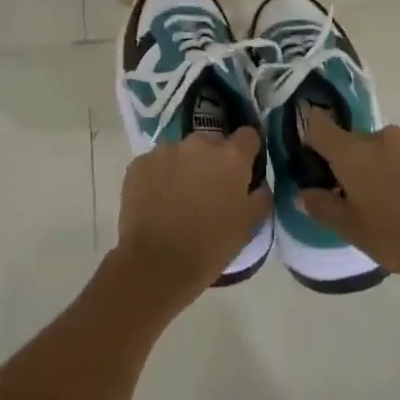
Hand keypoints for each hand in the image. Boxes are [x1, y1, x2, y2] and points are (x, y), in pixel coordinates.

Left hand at [110, 129, 272, 315]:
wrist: (156, 264)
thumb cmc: (210, 246)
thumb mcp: (249, 224)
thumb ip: (260, 195)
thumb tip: (259, 184)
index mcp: (231, 156)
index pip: (248, 135)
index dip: (248, 151)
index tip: (244, 169)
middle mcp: (198, 144)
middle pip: (213, 142)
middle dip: (214, 160)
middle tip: (210, 189)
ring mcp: (165, 151)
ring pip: (182, 152)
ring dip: (185, 166)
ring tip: (180, 197)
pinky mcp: (139, 163)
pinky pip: (156, 163)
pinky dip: (160, 176)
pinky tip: (157, 202)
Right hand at [298, 117, 399, 286]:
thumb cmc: (395, 237)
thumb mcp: (350, 229)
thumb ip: (322, 206)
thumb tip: (304, 193)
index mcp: (352, 152)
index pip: (318, 125)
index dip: (309, 136)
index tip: (311, 157)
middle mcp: (379, 137)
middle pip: (350, 140)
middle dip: (346, 162)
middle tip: (351, 194)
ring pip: (379, 147)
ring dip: (375, 165)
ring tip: (385, 198)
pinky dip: (398, 167)